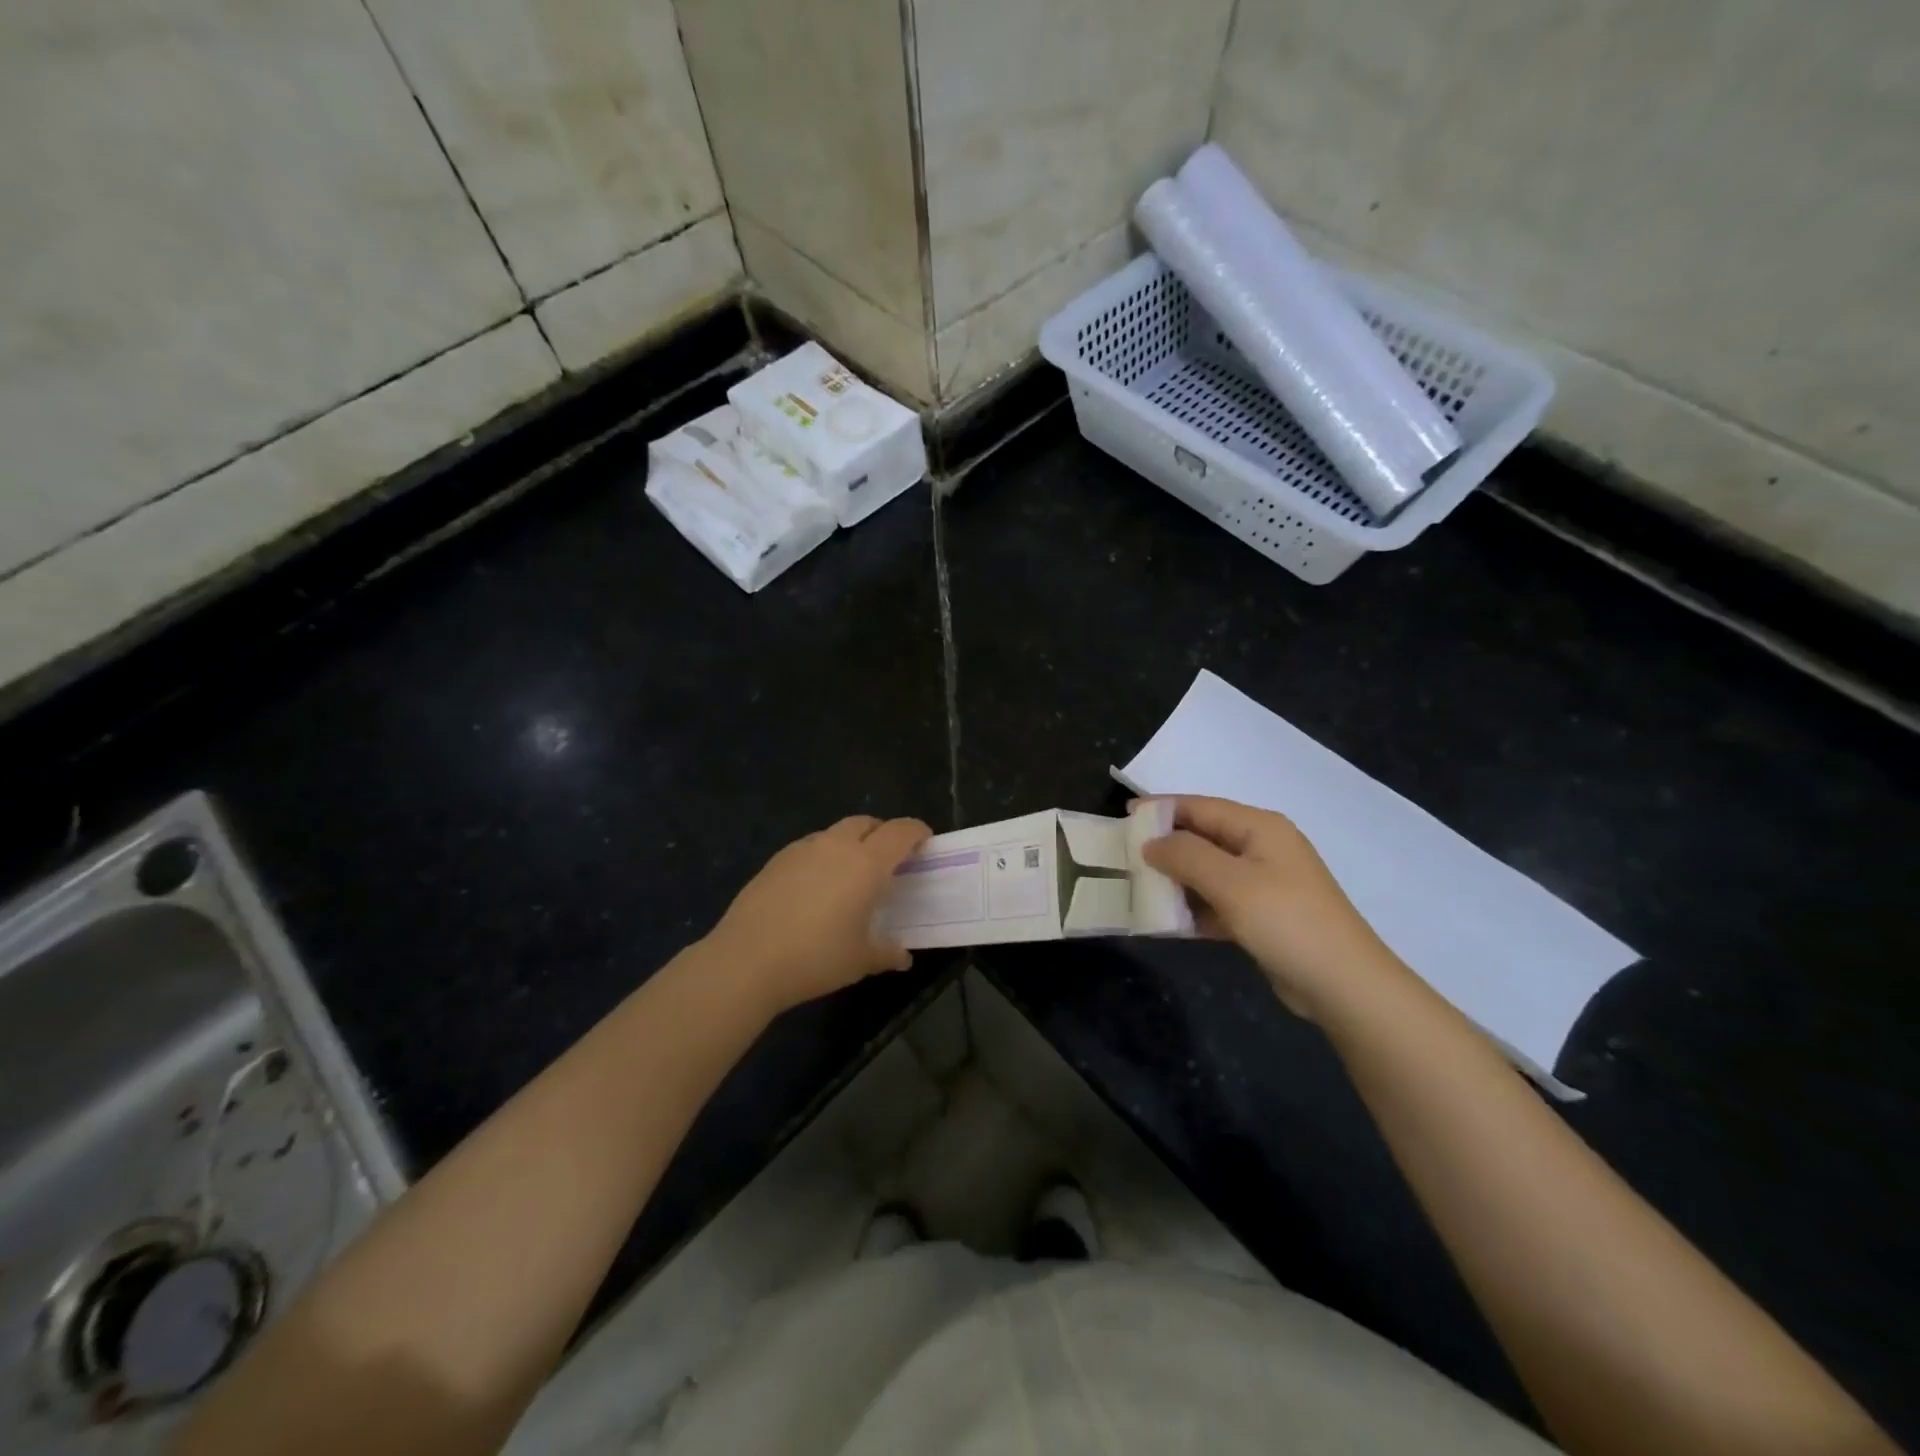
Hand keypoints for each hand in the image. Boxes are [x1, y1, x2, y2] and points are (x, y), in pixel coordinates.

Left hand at [704, 815, 931, 1015]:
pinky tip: (816, 887)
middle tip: (889, 859)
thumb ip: (887, 952)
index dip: (917, 832)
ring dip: (851, 843)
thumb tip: (903, 957)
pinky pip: (810, 847)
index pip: (900, 832)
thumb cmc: (816, 958)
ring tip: (850, 874)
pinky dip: (823, 856)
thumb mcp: (860, 960)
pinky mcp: (777, 860)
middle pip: (867, 823)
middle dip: (883, 833)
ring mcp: (803, 849)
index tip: (925, 842)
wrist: (747, 960)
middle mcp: (836, 846)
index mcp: (866, 863)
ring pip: (836, 832)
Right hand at [1141, 796, 1413, 1020]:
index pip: (1200, 807)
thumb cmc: (1286, 921)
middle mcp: (1262, 848)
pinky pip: (1217, 900)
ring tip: (1137, 887)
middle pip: (1203, 837)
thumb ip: (1185, 855)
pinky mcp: (1262, 915)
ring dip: (1176, 879)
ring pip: (1208, 871)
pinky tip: (1167, 920)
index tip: (1123, 815)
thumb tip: (1151, 842)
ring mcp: (1264, 882)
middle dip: (1165, 845)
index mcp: (1259, 827)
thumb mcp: (1230, 883)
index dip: (1161, 809)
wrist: (1343, 984)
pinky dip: (1193, 907)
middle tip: (1124, 855)